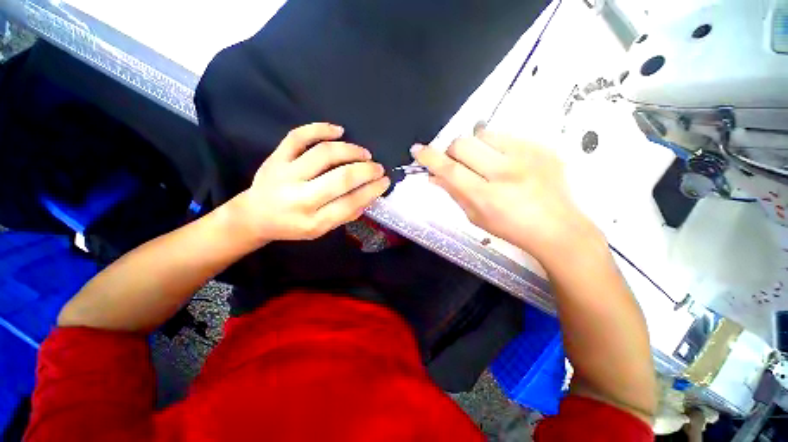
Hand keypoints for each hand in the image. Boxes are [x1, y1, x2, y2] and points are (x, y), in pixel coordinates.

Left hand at [234, 123, 389, 242]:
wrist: (255, 216)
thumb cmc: (293, 226)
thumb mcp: (321, 230)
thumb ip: (346, 214)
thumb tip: (370, 195)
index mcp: (313, 222)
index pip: (351, 203)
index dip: (372, 190)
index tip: (385, 181)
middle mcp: (300, 198)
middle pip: (340, 178)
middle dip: (366, 170)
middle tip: (378, 167)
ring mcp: (285, 175)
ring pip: (323, 154)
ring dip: (350, 150)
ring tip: (364, 153)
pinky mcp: (276, 158)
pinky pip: (298, 136)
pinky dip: (320, 128)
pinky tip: (338, 130)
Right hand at [411, 127, 599, 264]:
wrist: (557, 227)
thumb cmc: (510, 228)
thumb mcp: (475, 217)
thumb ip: (453, 193)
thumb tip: (434, 176)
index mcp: (487, 196)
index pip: (450, 170)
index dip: (430, 158)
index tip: (418, 150)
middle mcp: (506, 173)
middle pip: (463, 144)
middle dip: (452, 151)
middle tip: (457, 163)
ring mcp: (527, 156)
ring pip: (482, 134)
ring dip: (474, 147)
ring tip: (483, 162)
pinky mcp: (541, 147)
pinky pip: (505, 136)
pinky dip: (495, 147)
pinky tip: (505, 162)